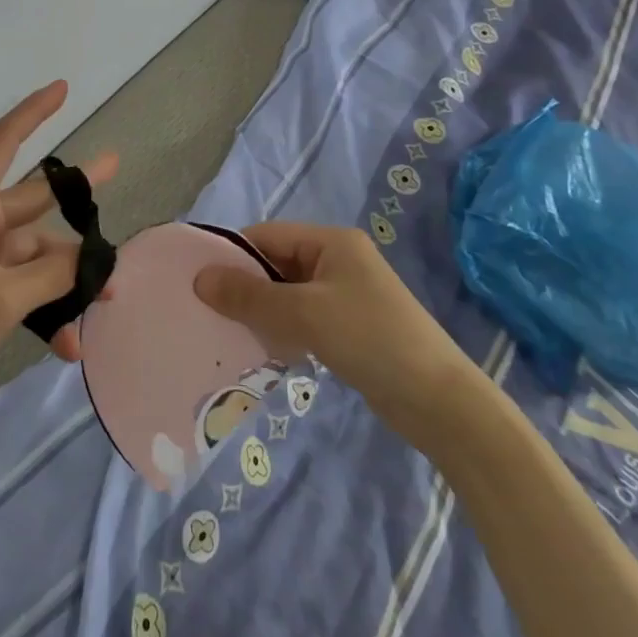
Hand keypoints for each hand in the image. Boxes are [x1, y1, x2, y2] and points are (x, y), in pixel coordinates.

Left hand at [0, 81, 115, 412]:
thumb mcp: (3, 299)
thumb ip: (53, 275)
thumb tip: (88, 259)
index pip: (3, 142)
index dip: (33, 111)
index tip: (62, 87)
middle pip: (32, 201)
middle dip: (75, 199)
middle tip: (116, 169)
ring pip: (31, 254)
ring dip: (63, 280)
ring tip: (104, 304)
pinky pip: (17, 287)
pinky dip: (41, 308)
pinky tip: (66, 344)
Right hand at [194, 221, 470, 421]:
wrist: (438, 400)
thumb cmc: (369, 339)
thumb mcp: (303, 313)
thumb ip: (250, 295)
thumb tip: (200, 278)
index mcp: (331, 242)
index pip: (267, 236)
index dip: (232, 255)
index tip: (198, 283)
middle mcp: (338, 260)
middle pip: (276, 264)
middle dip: (244, 287)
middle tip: (208, 313)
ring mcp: (346, 295)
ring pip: (287, 294)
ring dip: (261, 312)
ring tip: (229, 335)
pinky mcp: (350, 327)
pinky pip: (303, 318)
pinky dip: (282, 330)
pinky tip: (265, 352)